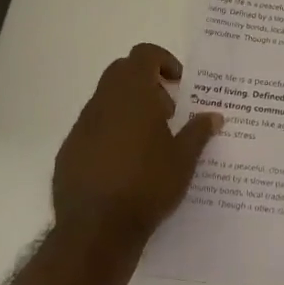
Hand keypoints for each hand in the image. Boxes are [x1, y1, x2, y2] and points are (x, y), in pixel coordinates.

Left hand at [52, 44, 221, 256]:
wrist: (96, 230)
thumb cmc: (148, 186)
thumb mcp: (184, 159)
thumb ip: (198, 132)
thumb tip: (214, 116)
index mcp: (132, 95)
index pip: (143, 55)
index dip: (163, 60)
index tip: (179, 83)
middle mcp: (103, 102)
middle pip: (122, 72)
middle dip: (146, 82)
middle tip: (167, 112)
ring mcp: (82, 127)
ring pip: (105, 100)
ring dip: (128, 108)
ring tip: (150, 141)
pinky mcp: (69, 151)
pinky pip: (92, 128)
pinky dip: (111, 132)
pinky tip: (125, 165)